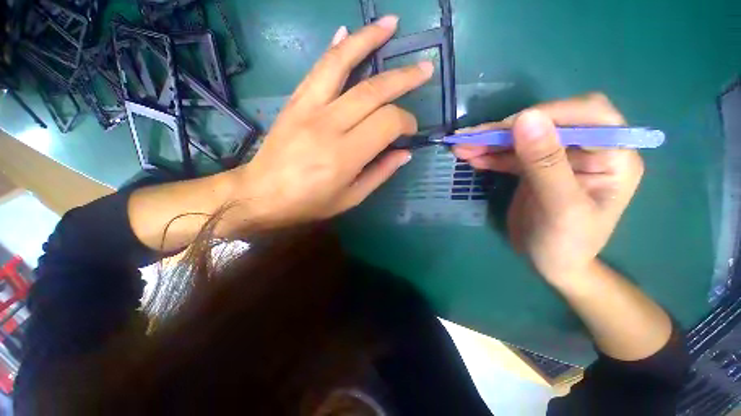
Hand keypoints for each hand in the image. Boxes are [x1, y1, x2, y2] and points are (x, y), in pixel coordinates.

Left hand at [229, 17, 433, 229]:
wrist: (262, 194)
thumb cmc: (309, 202)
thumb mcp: (351, 198)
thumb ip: (380, 173)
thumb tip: (405, 153)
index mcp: (345, 156)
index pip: (387, 123)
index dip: (406, 122)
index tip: (410, 130)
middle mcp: (328, 126)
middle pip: (373, 91)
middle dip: (403, 77)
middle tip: (424, 69)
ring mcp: (308, 108)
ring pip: (342, 64)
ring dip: (368, 40)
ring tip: (390, 24)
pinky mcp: (295, 102)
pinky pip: (317, 69)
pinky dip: (335, 49)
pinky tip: (347, 33)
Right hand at [453, 93, 643, 285]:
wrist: (552, 264)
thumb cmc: (566, 244)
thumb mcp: (560, 207)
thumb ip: (545, 163)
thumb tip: (526, 117)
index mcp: (613, 156)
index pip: (588, 115)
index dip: (548, 113)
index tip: (506, 128)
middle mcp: (588, 150)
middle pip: (547, 123)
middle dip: (506, 129)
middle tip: (470, 138)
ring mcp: (557, 158)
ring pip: (523, 138)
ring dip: (490, 141)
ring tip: (460, 147)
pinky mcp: (533, 168)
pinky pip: (510, 155)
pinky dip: (490, 155)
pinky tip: (471, 157)